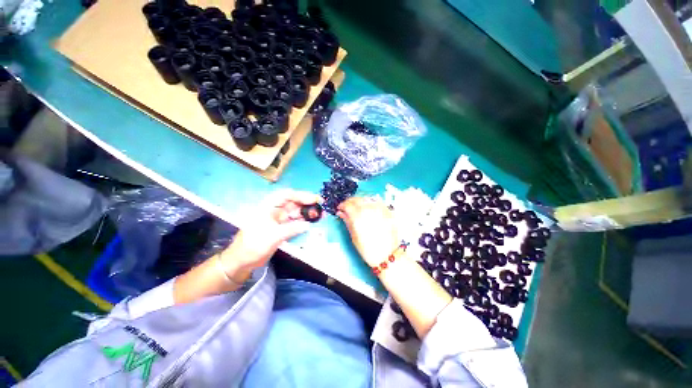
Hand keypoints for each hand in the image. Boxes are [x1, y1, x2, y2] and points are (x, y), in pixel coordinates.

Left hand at [220, 190, 321, 274]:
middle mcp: (275, 210)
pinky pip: (295, 222)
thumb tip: (308, 225)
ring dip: (307, 213)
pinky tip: (312, 223)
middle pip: (294, 203)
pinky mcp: (282, 228)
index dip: (301, 195)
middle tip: (321, 208)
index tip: (314, 199)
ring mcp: (279, 219)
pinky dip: (304, 222)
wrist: (242, 261)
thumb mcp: (272, 236)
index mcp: (268, 206)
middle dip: (307, 204)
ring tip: (321, 216)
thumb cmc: (253, 245)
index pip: (286, 195)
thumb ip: (291, 229)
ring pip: (296, 212)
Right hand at [337, 197, 399, 266]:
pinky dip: (370, 202)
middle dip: (350, 202)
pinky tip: (368, 207)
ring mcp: (379, 209)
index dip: (342, 205)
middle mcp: (369, 210)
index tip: (340, 208)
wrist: (388, 255)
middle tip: (347, 207)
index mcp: (358, 217)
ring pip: (367, 198)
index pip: (348, 205)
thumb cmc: (368, 249)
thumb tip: (340, 213)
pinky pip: (377, 201)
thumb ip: (347, 222)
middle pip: (357, 199)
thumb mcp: (354, 237)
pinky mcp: (387, 211)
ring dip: (360, 201)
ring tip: (357, 206)